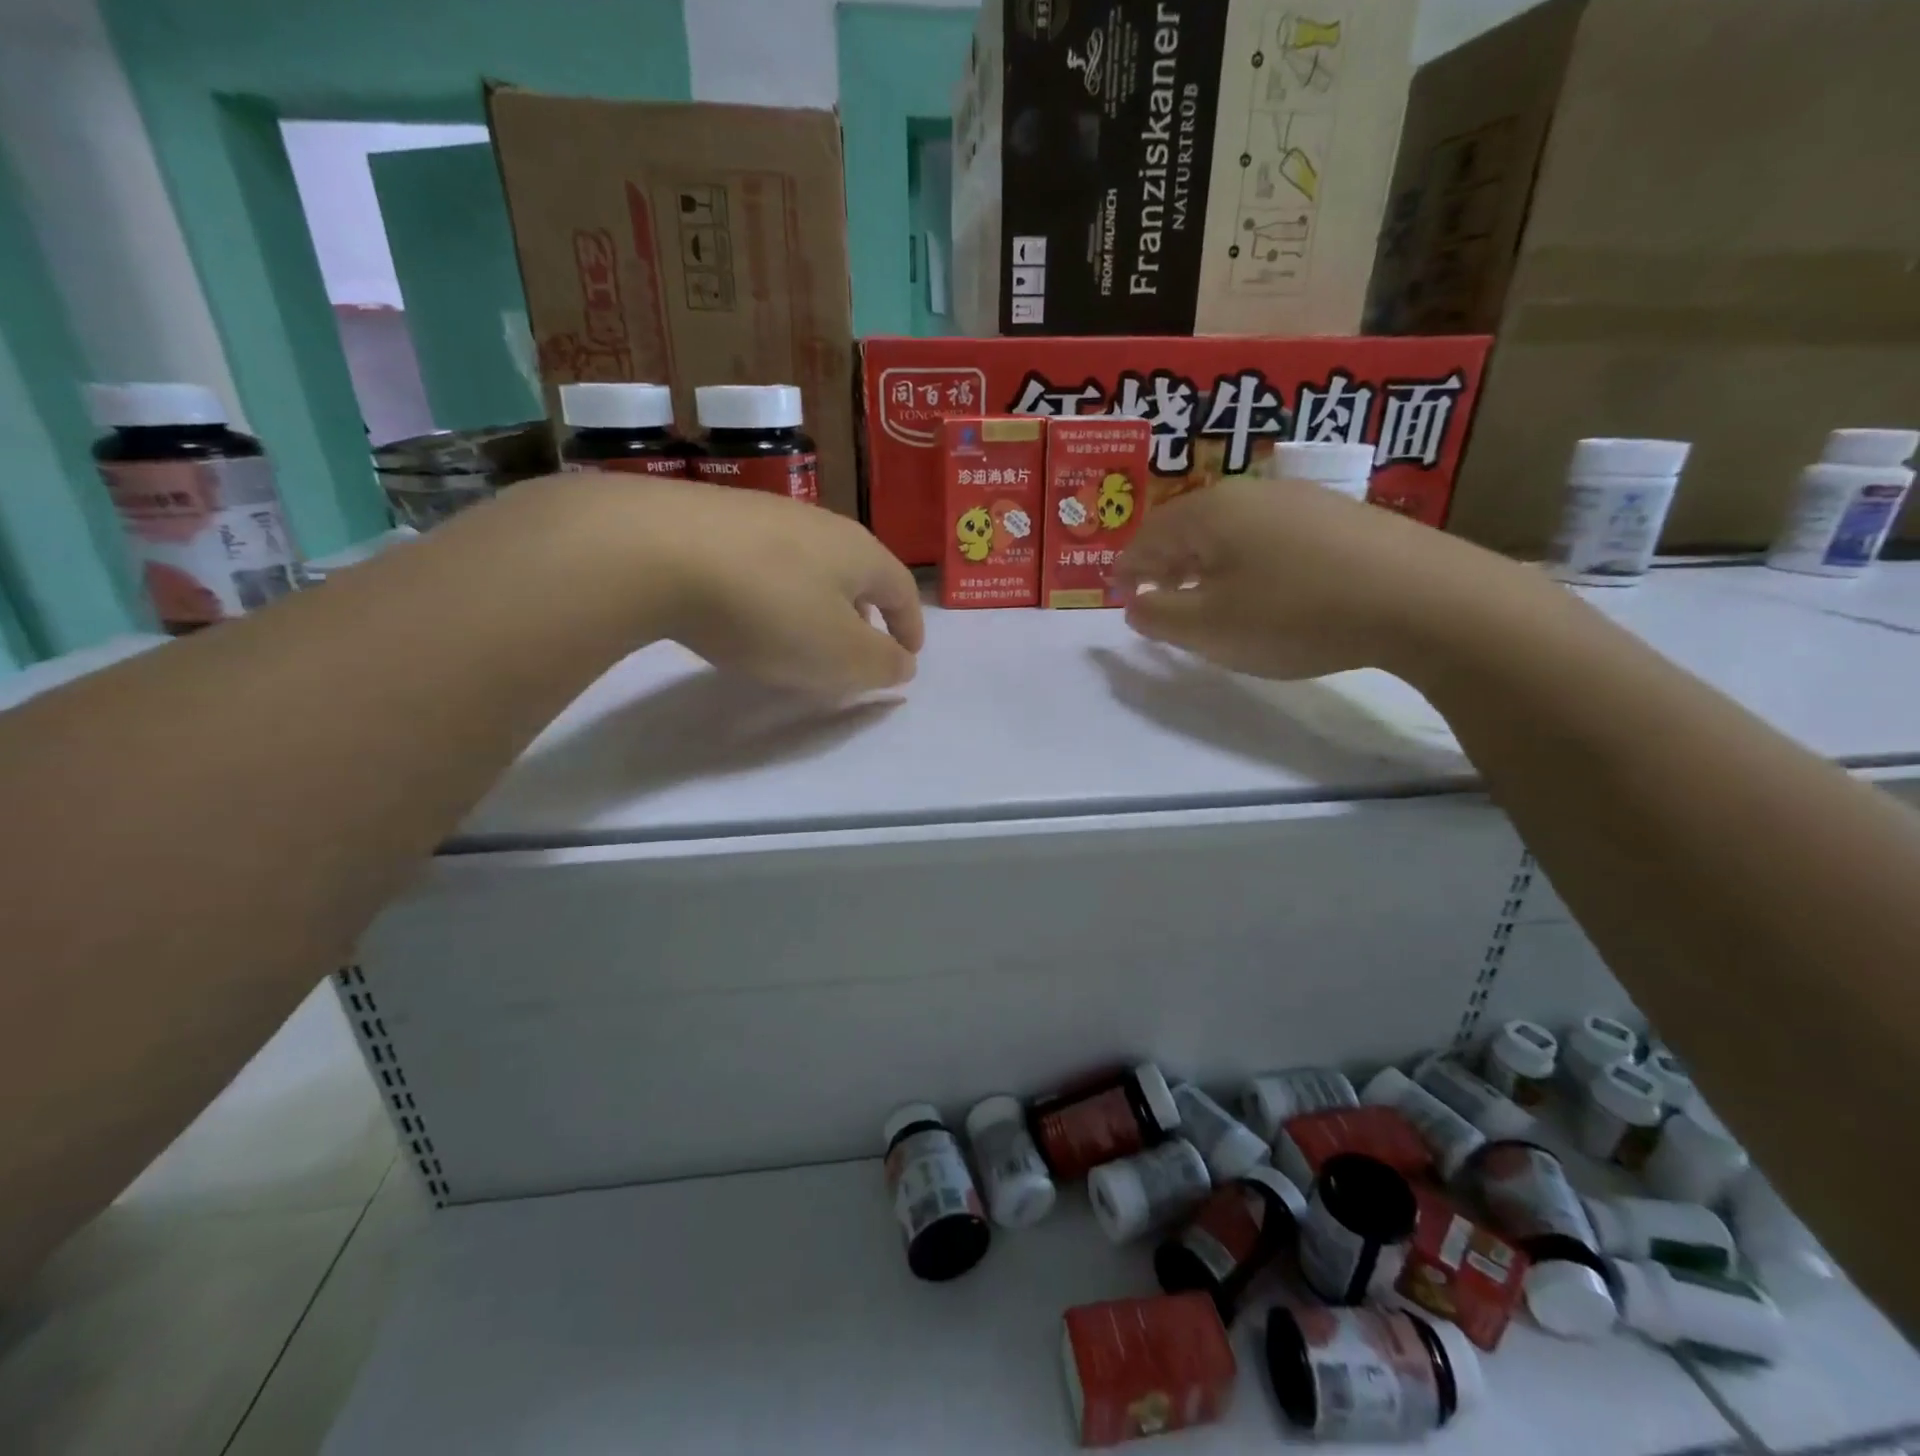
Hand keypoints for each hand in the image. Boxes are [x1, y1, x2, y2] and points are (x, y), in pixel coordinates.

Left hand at [633, 478, 923, 693]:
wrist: (653, 550)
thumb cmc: (768, 609)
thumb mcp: (839, 655)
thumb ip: (880, 664)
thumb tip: (903, 663)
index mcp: (859, 553)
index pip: (901, 589)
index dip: (910, 625)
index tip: (909, 654)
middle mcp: (818, 523)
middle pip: (857, 570)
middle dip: (866, 611)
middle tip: (859, 644)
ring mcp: (763, 515)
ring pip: (809, 563)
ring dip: (818, 600)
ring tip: (803, 631)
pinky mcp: (711, 518)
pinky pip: (763, 560)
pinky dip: (773, 590)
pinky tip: (746, 610)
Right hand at [1114, 475, 1519, 679]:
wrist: (1421, 598)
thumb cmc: (1294, 613)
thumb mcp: (1210, 628)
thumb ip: (1158, 616)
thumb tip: (1133, 603)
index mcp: (1209, 513)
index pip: (1146, 536)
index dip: (1126, 568)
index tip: (1116, 594)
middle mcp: (1250, 493)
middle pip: (1187, 526)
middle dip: (1165, 563)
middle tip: (1158, 597)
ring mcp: (1299, 499)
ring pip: (1231, 530)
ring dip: (1207, 563)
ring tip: (1208, 597)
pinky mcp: (1338, 516)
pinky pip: (1270, 536)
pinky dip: (1248, 561)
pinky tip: (1267, 589)